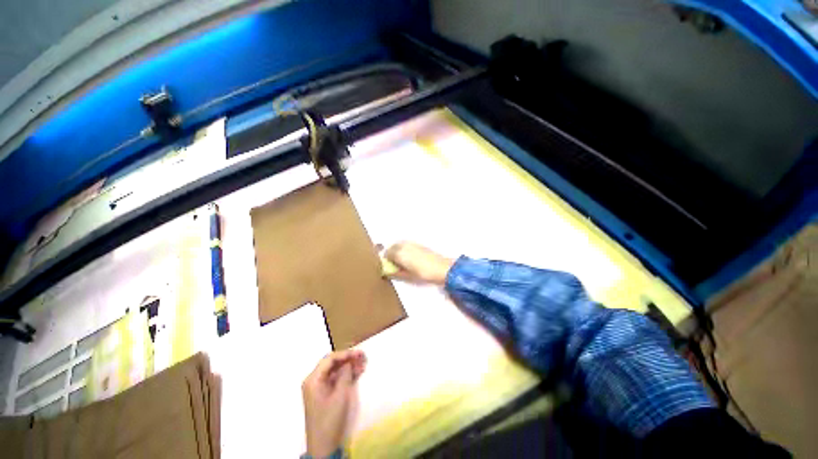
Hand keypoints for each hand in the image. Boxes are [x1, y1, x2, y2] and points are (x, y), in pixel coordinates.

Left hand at [302, 350, 366, 457]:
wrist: (323, 445)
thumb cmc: (330, 419)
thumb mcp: (340, 395)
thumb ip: (345, 375)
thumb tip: (349, 362)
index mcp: (313, 379)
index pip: (329, 359)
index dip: (345, 354)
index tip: (359, 353)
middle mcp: (314, 380)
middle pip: (332, 363)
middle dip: (348, 359)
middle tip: (363, 357)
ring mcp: (319, 387)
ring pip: (335, 370)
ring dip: (349, 366)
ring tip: (363, 364)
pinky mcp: (324, 393)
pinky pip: (336, 378)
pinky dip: (346, 375)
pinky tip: (358, 372)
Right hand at [384, 242, 454, 284]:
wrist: (441, 268)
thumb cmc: (422, 274)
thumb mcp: (406, 276)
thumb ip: (394, 273)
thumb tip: (387, 272)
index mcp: (398, 253)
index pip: (386, 254)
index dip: (386, 262)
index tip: (390, 268)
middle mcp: (403, 245)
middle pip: (392, 248)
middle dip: (391, 255)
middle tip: (396, 265)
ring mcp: (411, 243)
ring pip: (399, 245)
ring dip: (398, 252)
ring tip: (404, 263)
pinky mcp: (418, 243)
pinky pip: (406, 245)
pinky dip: (405, 250)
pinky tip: (411, 259)